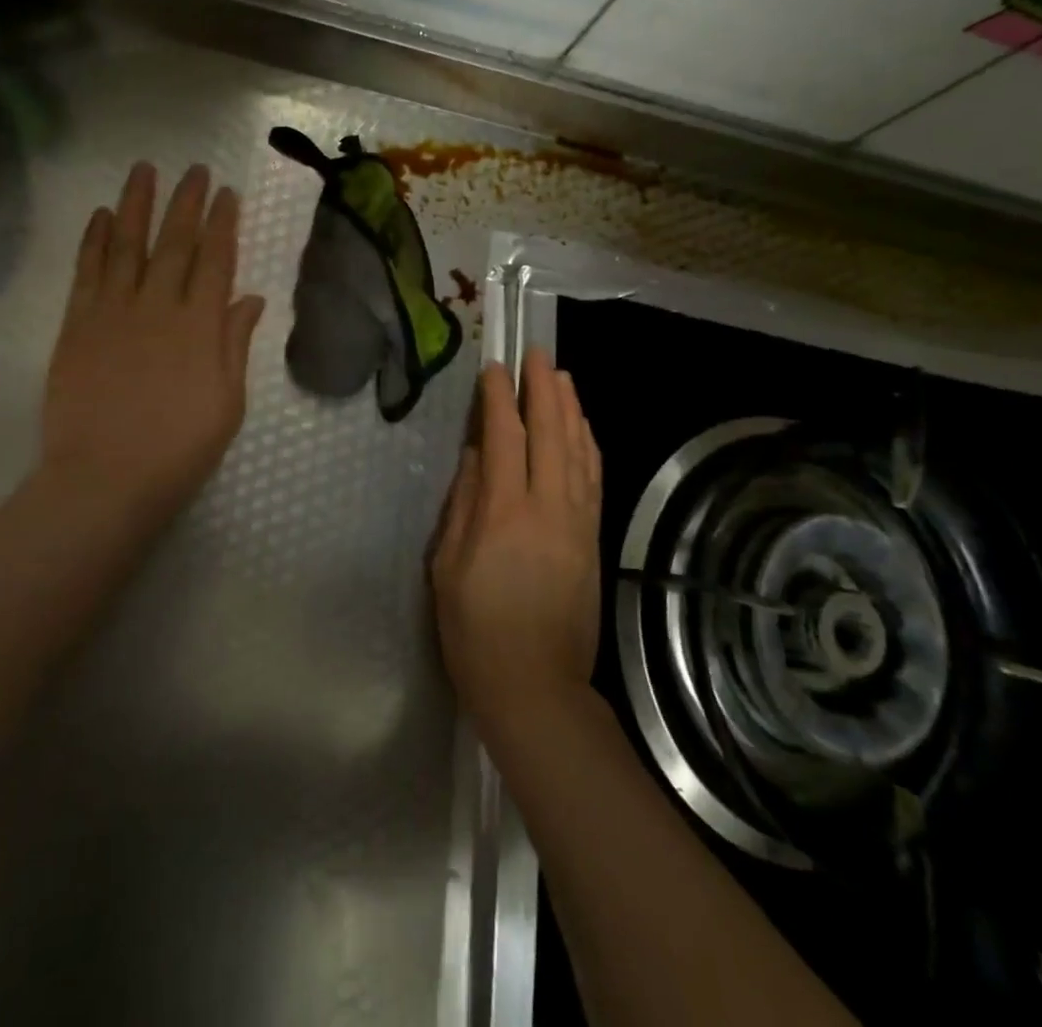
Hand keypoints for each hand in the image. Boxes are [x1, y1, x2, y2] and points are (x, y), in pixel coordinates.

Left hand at [33, 162, 265, 544]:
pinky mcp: (77, 325)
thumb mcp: (227, 403)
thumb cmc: (179, 449)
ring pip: (125, 244)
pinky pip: (86, 271)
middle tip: (194, 169)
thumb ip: (235, 345)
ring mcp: (112, 312)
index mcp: (200, 326)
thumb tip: (250, 299)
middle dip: (186, 202)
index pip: (216, 260)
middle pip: (174, 242)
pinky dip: (93, 240)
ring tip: (144, 170)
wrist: (105, 480)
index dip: (222, 223)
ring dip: (135, 205)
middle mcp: (158, 306)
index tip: (227, 193)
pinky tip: (99, 217)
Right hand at [431, 350, 601, 737]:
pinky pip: (594, 479)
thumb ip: (462, 504)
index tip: (494, 369)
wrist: (537, 687)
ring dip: (570, 409)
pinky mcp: (593, 538)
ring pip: (578, 451)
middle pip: (550, 433)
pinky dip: (588, 445)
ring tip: (562, 376)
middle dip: (543, 389)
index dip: (499, 398)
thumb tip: (475, 456)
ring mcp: (577, 522)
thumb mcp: (446, 567)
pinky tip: (583, 427)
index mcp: (504, 513)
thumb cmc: (475, 630)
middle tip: (537, 354)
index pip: (505, 438)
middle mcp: (548, 508)